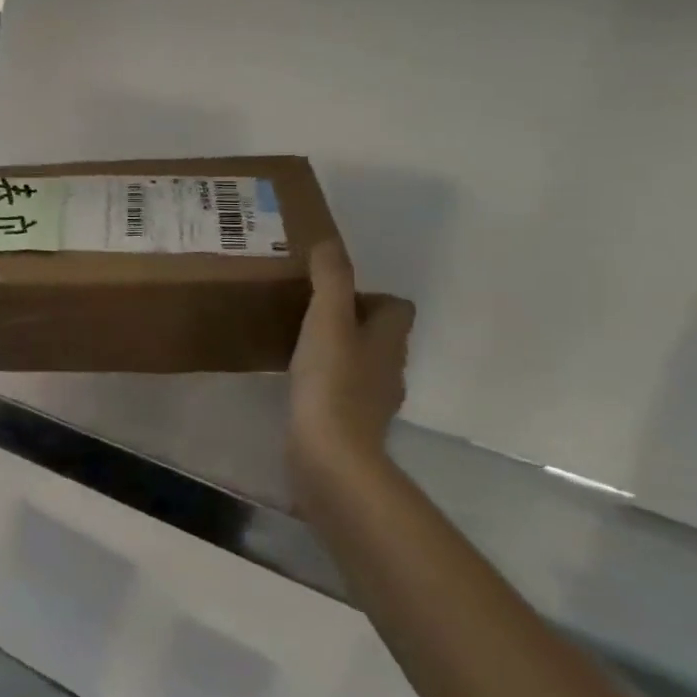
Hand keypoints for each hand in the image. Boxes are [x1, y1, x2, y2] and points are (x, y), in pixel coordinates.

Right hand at [287, 241, 414, 496]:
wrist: (329, 454)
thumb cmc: (331, 381)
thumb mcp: (327, 319)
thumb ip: (330, 279)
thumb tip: (328, 242)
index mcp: (389, 340)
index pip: (397, 307)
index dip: (370, 297)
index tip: (332, 297)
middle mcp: (389, 368)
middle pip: (380, 336)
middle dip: (351, 323)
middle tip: (310, 317)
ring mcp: (373, 401)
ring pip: (362, 365)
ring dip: (339, 354)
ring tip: (301, 348)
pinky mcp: (352, 425)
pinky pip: (344, 393)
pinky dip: (328, 384)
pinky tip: (299, 385)